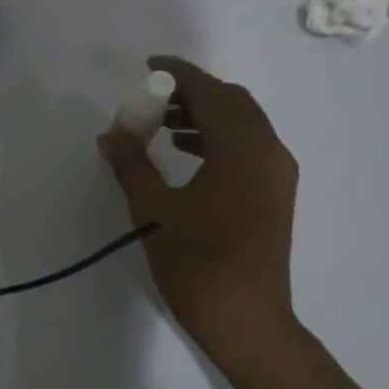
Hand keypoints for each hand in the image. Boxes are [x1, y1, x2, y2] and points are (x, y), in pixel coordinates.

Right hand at [98, 56, 299, 354]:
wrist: (247, 322)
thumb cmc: (198, 264)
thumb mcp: (155, 211)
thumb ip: (132, 165)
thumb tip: (110, 134)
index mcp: (242, 149)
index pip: (211, 92)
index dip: (179, 73)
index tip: (149, 66)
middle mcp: (269, 152)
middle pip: (233, 102)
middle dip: (193, 93)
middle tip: (153, 99)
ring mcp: (277, 175)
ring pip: (243, 124)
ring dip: (205, 116)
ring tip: (162, 126)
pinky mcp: (275, 195)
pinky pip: (248, 148)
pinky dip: (218, 139)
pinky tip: (187, 156)